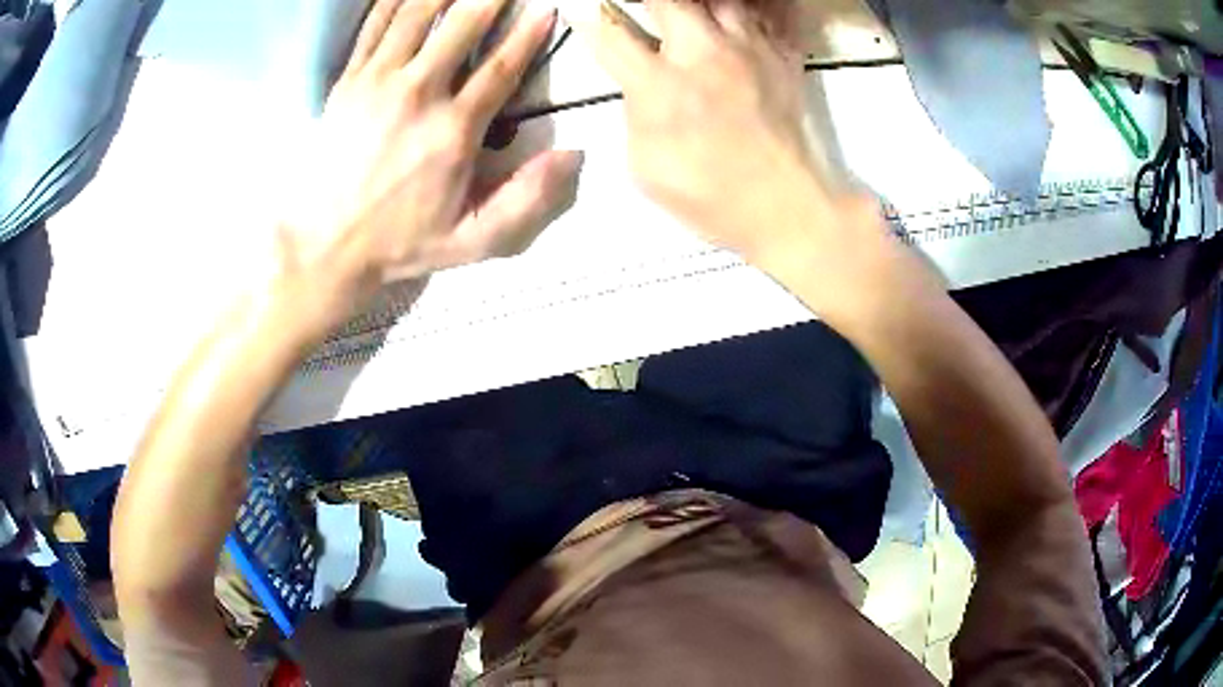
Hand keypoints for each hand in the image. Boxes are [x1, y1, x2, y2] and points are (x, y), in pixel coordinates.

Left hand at [277, 0, 582, 322]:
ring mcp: (377, 82)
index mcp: (453, 131)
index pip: (500, 68)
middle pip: (461, 27)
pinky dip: (393, 2)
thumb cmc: (400, 241)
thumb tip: (573, 155)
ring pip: (417, 16)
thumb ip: (526, 200)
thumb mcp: (472, 240)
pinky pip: (374, 27)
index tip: (546, 9)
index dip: (528, 35)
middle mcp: (417, 95)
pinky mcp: (348, 81)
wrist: (325, 244)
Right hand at [570, 0, 871, 267]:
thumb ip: (635, 113)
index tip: (580, 9)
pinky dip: (745, 13)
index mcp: (660, 86)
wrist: (781, 205)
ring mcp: (748, 51)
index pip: (612, 36)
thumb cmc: (707, 195)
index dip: (589, 19)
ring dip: (697, 3)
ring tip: (689, 13)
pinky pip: (764, 16)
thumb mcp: (645, 165)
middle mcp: (703, 54)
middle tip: (640, 8)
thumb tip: (637, 84)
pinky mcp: (781, 58)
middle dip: (647, 0)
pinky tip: (731, 23)